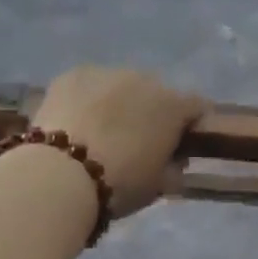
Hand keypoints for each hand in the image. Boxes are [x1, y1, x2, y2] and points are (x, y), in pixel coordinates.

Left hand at [31, 66, 205, 215]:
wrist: (61, 175)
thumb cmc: (119, 185)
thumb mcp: (158, 185)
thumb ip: (174, 167)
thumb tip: (175, 159)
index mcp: (173, 106)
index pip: (196, 106)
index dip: (191, 123)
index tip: (182, 142)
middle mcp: (145, 79)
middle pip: (155, 92)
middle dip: (150, 112)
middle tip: (134, 140)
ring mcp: (108, 72)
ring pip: (120, 85)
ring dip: (117, 102)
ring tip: (97, 132)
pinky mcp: (74, 74)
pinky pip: (88, 84)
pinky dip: (86, 99)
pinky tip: (73, 122)